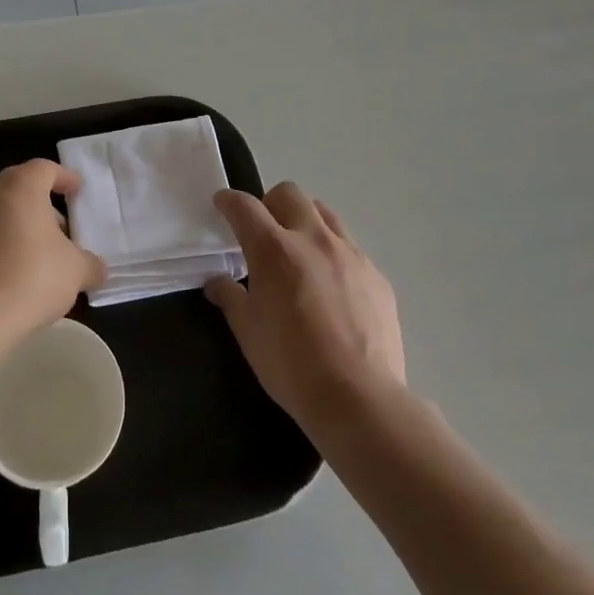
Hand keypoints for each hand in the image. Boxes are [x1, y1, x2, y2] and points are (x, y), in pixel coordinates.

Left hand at [0, 160, 106, 347]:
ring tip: (43, 253)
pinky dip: (4, 242)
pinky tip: (18, 270)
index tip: (78, 191)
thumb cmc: (32, 277)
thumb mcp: (76, 271)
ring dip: (23, 224)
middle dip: (44, 203)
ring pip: (2, 210)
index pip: (45, 168)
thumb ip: (90, 263)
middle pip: (21, 187)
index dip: (64, 178)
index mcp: (21, 186)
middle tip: (64, 227)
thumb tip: (96, 268)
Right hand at [204, 182, 407, 432]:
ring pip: (324, 213)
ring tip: (299, 252)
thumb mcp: (248, 332)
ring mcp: (350, 254)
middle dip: (270, 203)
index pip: (244, 207)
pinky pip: (350, 247)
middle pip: (289, 194)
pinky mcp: (376, 276)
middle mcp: (313, 239)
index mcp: (274, 249)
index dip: (228, 201)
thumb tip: (217, 282)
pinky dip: (332, 253)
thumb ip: (230, 298)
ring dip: (305, 221)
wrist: (360, 400)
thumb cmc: (292, 365)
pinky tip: (331, 287)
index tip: (222, 205)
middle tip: (263, 231)